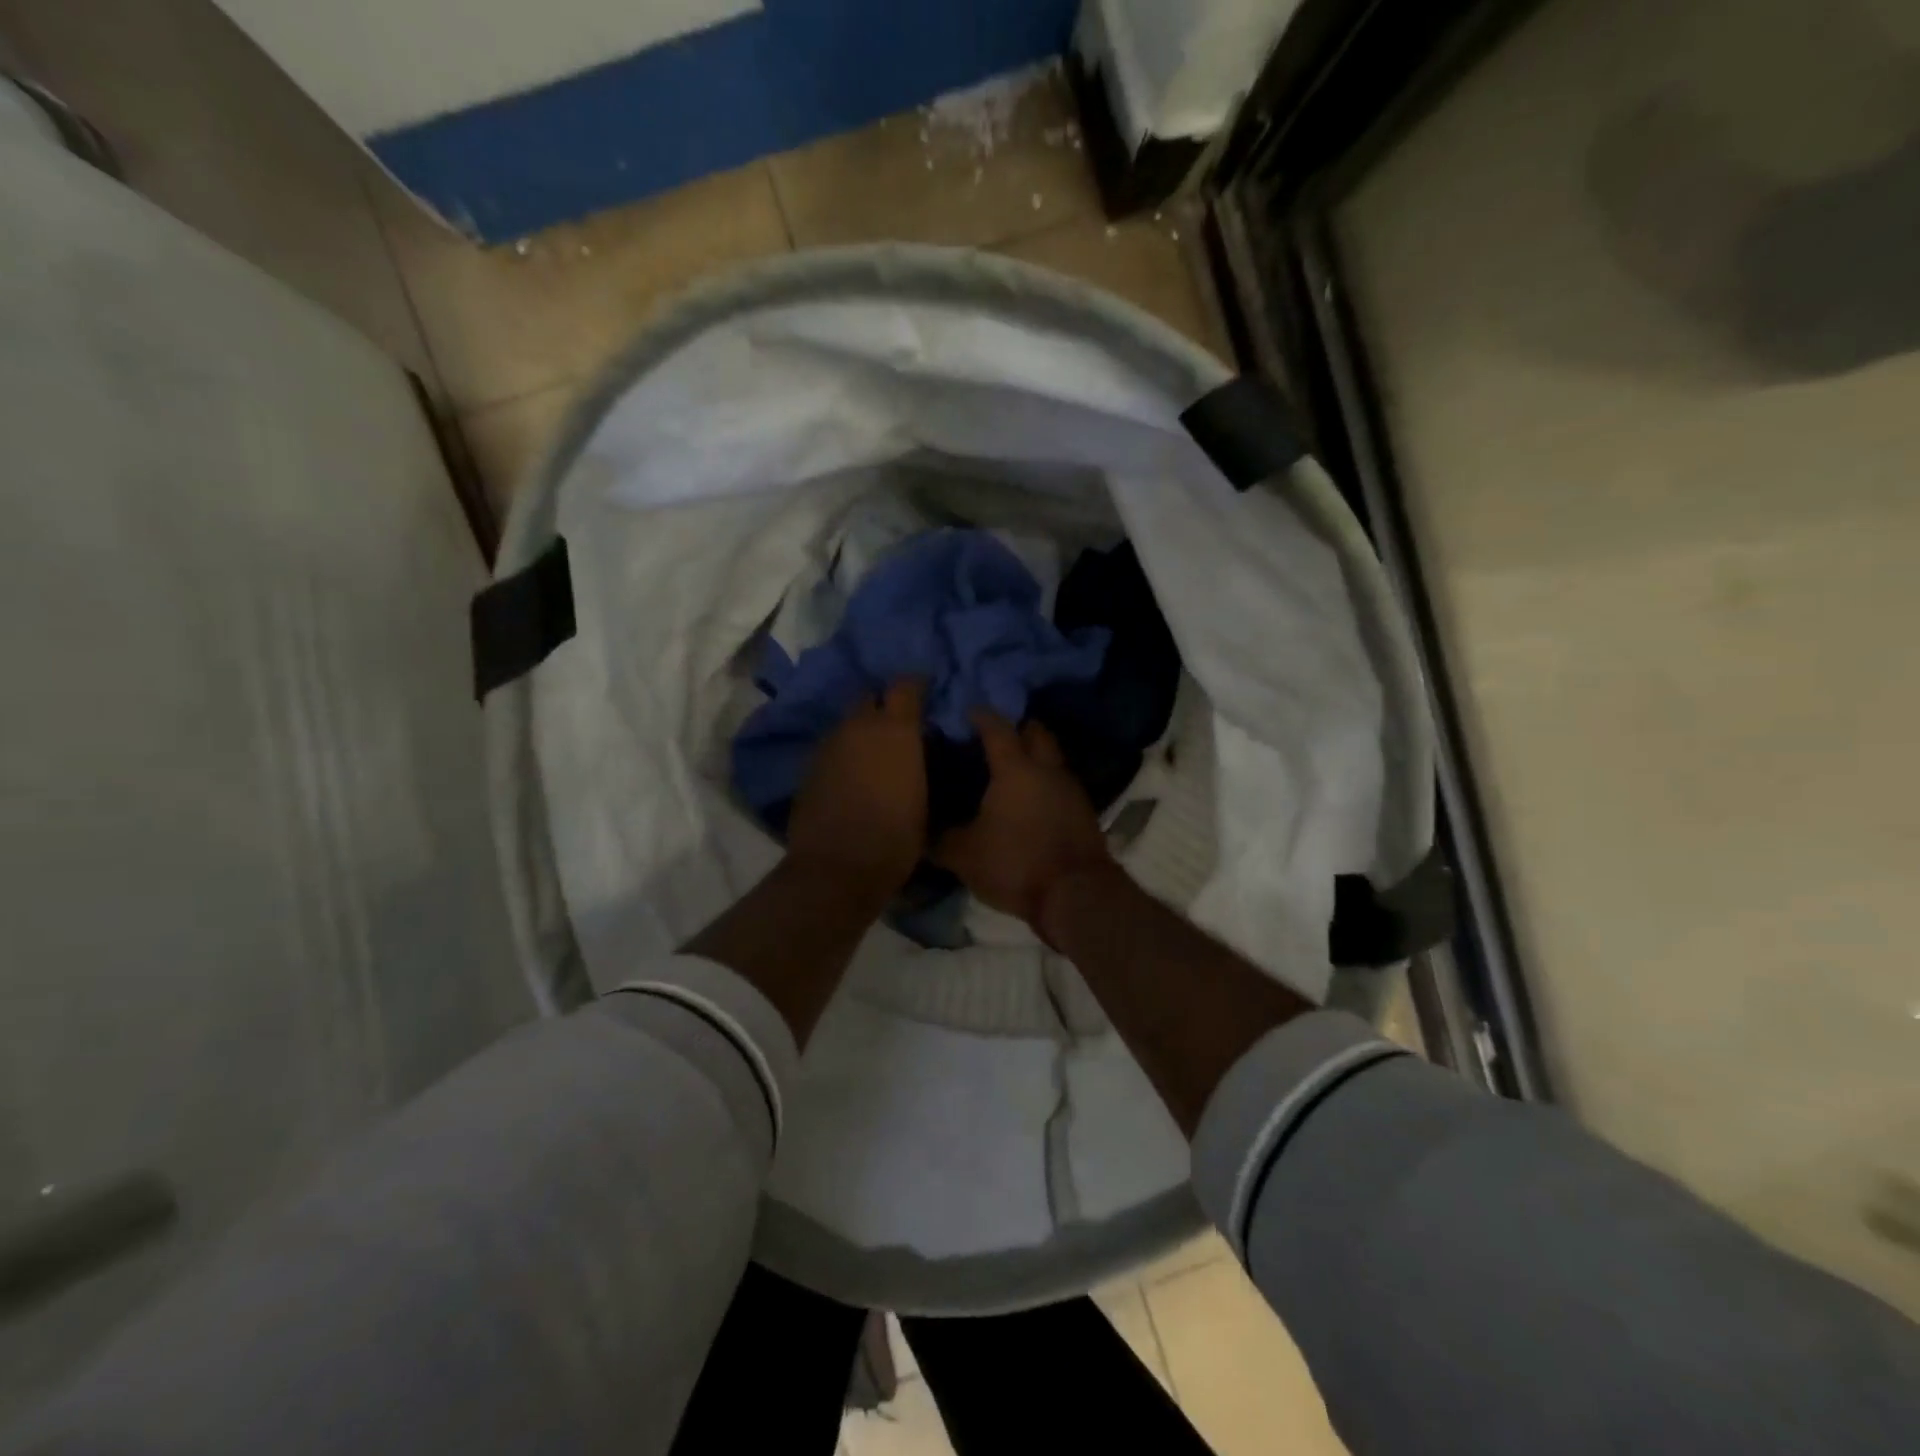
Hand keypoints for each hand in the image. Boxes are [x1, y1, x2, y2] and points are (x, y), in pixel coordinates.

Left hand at [787, 679, 928, 895]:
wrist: (838, 867)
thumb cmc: (896, 837)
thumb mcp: (924, 799)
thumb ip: (920, 764)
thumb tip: (918, 752)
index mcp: (895, 729)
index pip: (905, 685)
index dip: (916, 685)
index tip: (926, 692)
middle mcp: (858, 726)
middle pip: (870, 698)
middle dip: (883, 706)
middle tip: (897, 726)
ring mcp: (828, 745)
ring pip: (847, 724)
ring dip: (860, 732)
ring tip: (872, 754)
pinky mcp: (808, 767)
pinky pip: (831, 749)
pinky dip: (842, 754)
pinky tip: (850, 776)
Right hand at [934, 711, 1113, 930]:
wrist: (1077, 895)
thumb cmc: (1016, 864)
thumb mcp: (964, 856)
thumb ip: (941, 840)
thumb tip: (922, 832)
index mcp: (1015, 769)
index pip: (997, 728)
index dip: (982, 716)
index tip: (969, 711)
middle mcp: (1047, 769)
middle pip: (1036, 733)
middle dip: (1017, 729)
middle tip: (995, 739)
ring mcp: (1071, 789)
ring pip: (1052, 760)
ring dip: (1034, 759)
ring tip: (1011, 773)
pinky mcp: (1084, 812)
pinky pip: (1061, 785)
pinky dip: (1045, 786)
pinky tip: (1030, 802)